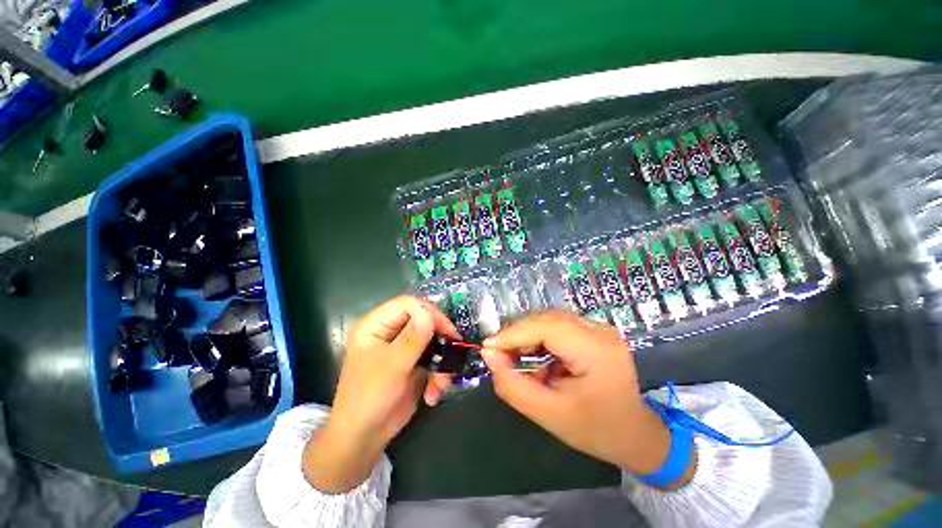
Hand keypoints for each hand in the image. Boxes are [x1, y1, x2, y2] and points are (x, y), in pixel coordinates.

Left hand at [303, 296, 458, 492]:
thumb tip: (430, 313)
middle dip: (440, 340)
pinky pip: (433, 358)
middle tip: (454, 352)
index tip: (448, 331)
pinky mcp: (412, 362)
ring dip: (441, 362)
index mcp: (375, 325)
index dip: (430, 313)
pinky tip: (433, 394)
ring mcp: (402, 347)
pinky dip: (437, 375)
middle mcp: (389, 331)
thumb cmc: (369, 398)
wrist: (363, 439)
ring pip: (432, 340)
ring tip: (441, 384)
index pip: (408, 305)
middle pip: (423, 320)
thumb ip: (412, 339)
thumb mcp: (392, 367)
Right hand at [481, 310, 689, 484]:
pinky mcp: (593, 330)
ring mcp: (598, 327)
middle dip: (517, 334)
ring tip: (514, 356)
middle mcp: (599, 330)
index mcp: (597, 350)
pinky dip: (538, 337)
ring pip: (549, 318)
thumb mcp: (549, 414)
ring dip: (527, 334)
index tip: (487, 347)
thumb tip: (489, 354)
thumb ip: (513, 385)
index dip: (513, 333)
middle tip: (498, 354)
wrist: (635, 434)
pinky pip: (557, 325)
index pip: (546, 327)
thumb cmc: (595, 430)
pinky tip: (533, 354)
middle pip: (546, 318)